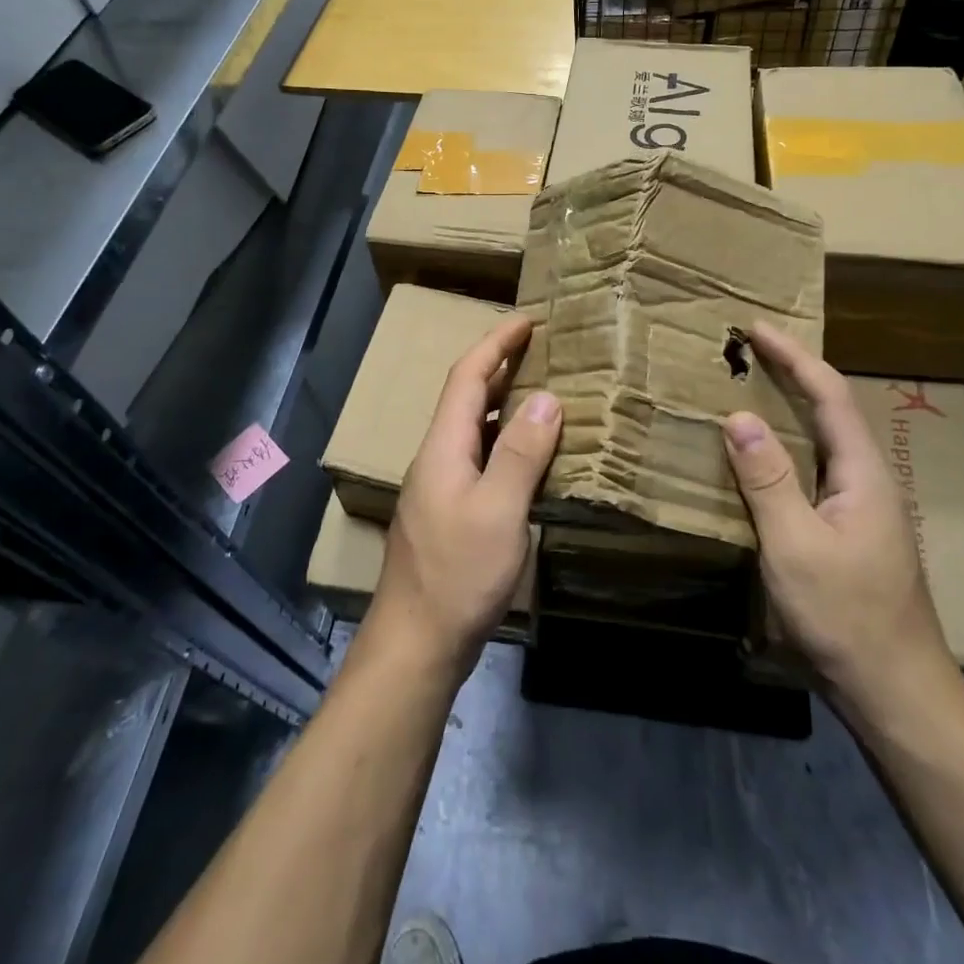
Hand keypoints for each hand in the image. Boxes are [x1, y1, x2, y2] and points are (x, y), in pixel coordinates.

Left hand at [359, 314, 561, 682]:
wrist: (416, 643)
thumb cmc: (458, 574)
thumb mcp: (500, 511)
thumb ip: (522, 453)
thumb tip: (547, 397)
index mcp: (443, 446)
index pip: (467, 377)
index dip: (495, 344)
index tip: (527, 320)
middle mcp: (437, 458)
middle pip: (466, 398)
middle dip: (499, 367)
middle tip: (540, 350)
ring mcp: (439, 487)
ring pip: (473, 430)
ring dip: (504, 405)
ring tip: (542, 393)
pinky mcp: (448, 513)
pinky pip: (479, 459)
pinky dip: (504, 443)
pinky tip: (529, 457)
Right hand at [722, 322, 959, 728]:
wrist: (897, 694)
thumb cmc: (847, 617)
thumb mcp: (796, 547)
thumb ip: (768, 480)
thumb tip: (738, 417)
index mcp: (863, 473)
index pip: (829, 394)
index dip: (793, 356)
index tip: (756, 328)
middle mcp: (869, 480)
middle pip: (832, 409)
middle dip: (792, 372)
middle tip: (747, 350)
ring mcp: (864, 507)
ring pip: (826, 439)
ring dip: (790, 407)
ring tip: (750, 388)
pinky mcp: (852, 530)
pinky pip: (816, 468)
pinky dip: (788, 445)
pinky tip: (764, 456)